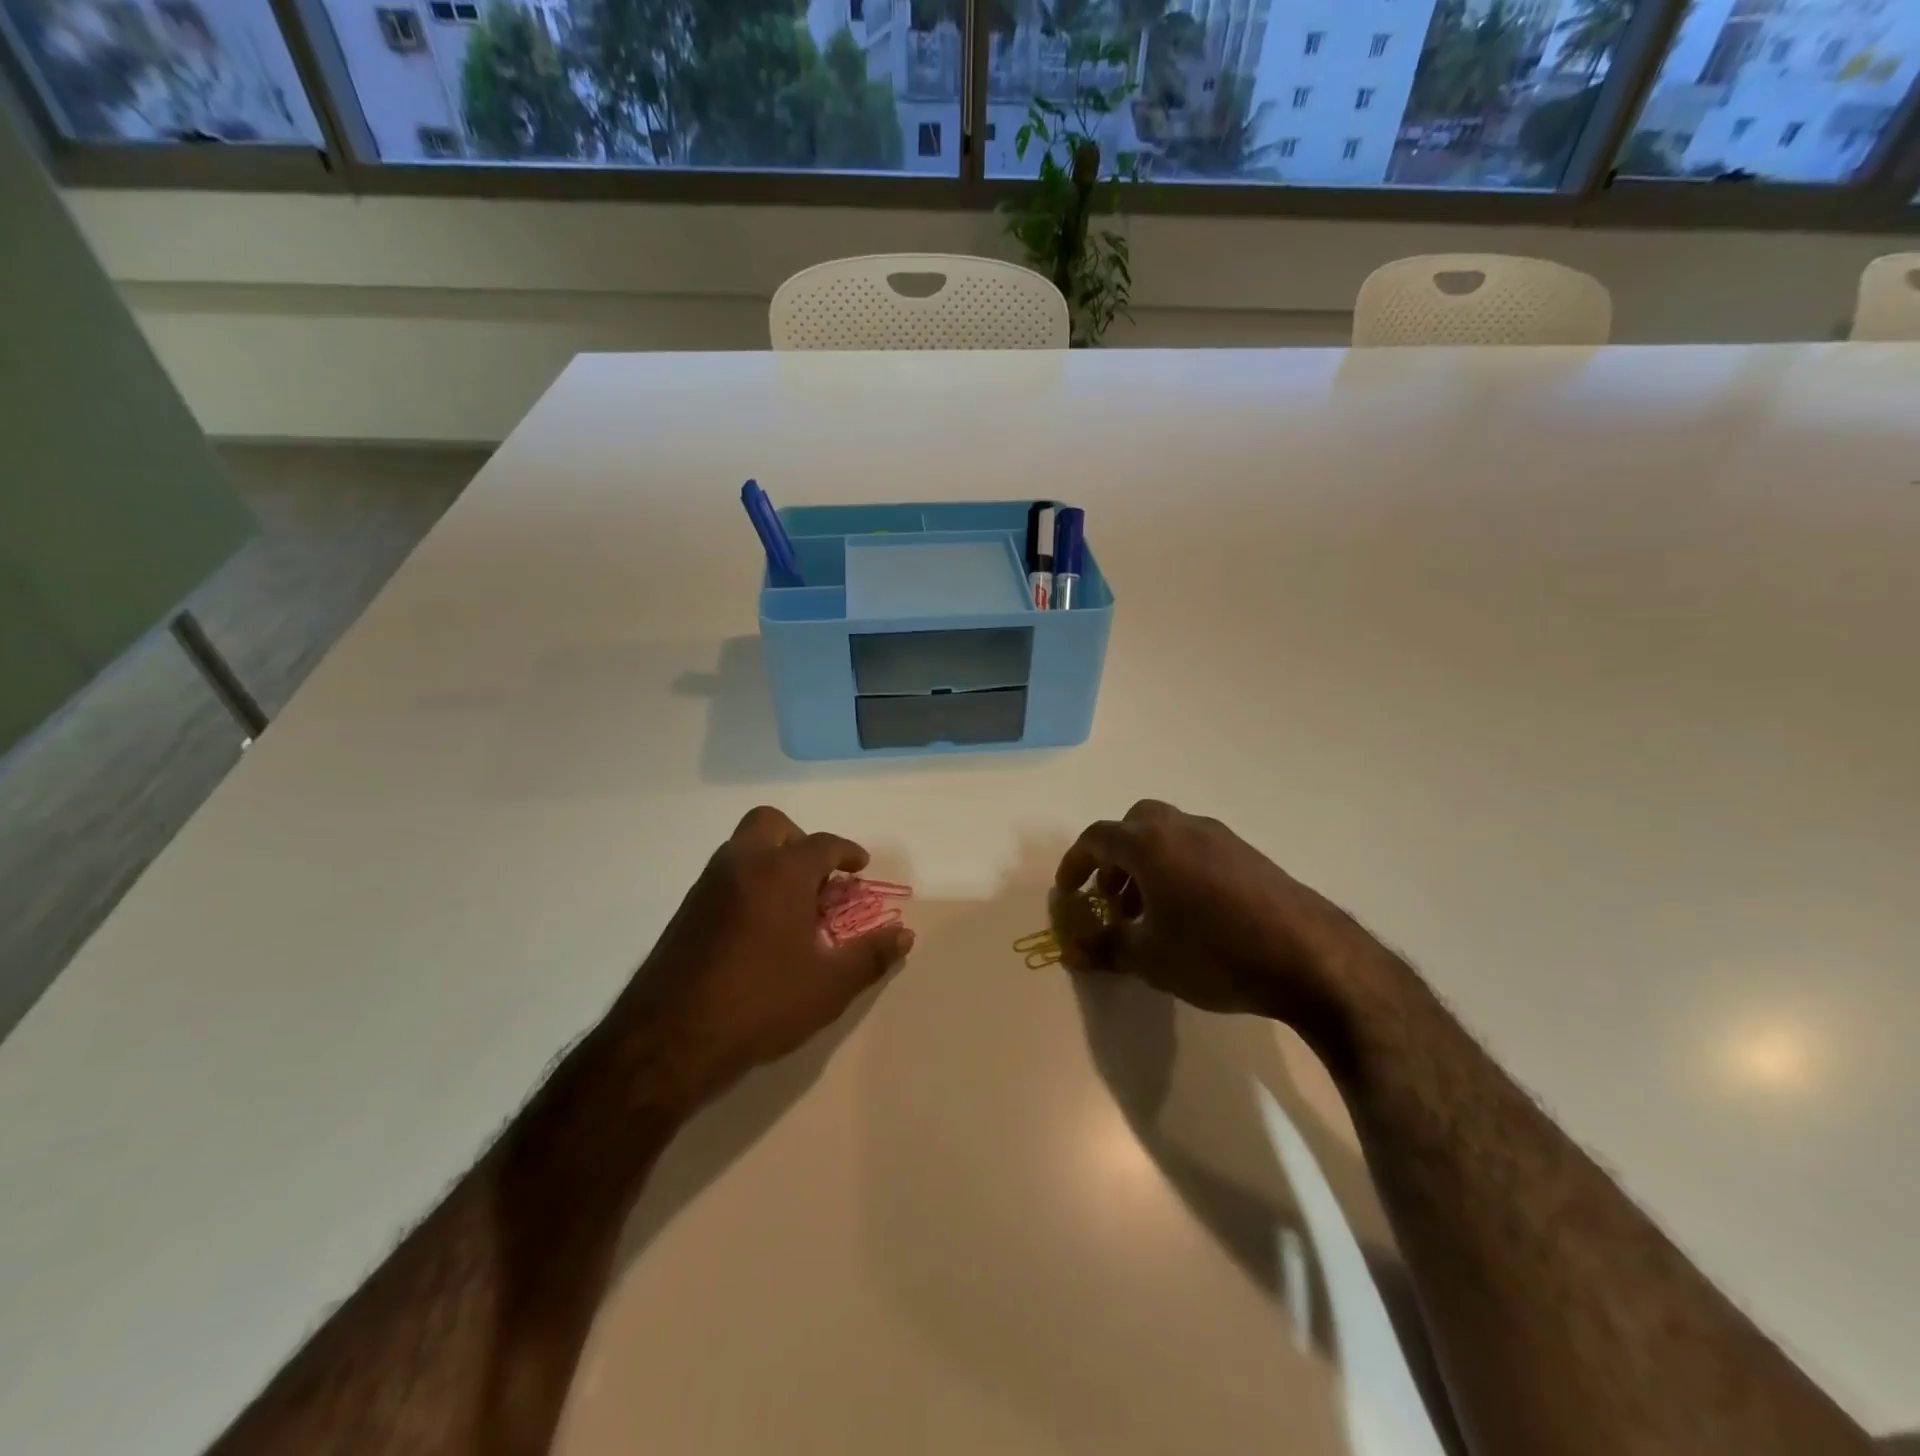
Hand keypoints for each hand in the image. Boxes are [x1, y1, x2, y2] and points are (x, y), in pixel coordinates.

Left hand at [621, 806, 913, 1107]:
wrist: (668, 1041)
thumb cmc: (760, 1004)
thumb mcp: (829, 986)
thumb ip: (871, 956)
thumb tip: (904, 935)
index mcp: (781, 873)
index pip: (822, 844)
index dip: (847, 852)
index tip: (859, 867)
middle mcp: (742, 865)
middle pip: (772, 824)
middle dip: (800, 840)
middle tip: (818, 877)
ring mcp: (707, 886)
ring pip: (743, 847)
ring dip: (771, 860)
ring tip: (793, 905)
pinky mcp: (685, 911)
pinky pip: (725, 875)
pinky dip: (748, 882)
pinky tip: (759, 928)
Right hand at [1053, 799, 1380, 1032]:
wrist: (1309, 957)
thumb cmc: (1214, 953)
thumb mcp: (1149, 958)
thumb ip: (1105, 948)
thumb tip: (1073, 950)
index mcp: (1149, 843)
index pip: (1096, 838)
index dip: (1075, 864)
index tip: (1068, 894)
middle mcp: (1182, 827)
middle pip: (1133, 825)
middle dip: (1114, 858)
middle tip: (1112, 899)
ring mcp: (1219, 837)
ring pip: (1167, 836)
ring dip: (1146, 865)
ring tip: (1150, 913)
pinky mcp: (1248, 854)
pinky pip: (1196, 849)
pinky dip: (1178, 869)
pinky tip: (1191, 914)